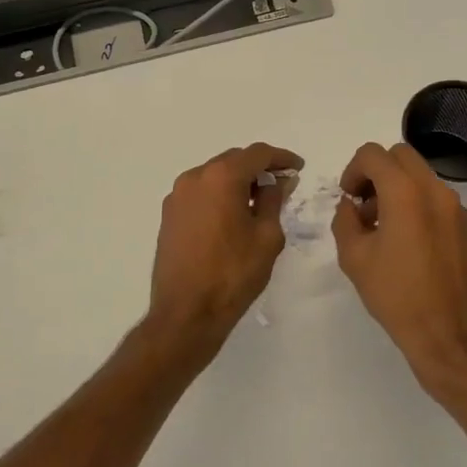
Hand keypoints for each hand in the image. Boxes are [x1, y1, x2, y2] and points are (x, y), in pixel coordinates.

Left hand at [145, 143, 301, 368]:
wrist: (186, 313)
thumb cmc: (233, 273)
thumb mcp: (267, 236)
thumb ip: (274, 200)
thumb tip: (278, 181)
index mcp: (221, 177)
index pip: (257, 154)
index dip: (281, 158)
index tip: (298, 168)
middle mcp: (194, 178)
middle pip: (233, 160)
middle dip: (259, 168)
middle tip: (281, 185)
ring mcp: (177, 196)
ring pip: (214, 176)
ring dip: (237, 181)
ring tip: (259, 202)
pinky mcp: (169, 215)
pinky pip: (200, 193)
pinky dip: (219, 195)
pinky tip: (233, 215)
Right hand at [331, 142, 466, 397]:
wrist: (446, 333)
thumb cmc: (395, 295)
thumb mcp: (354, 257)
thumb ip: (345, 220)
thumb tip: (351, 206)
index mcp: (405, 192)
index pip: (373, 154)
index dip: (353, 170)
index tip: (349, 198)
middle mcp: (434, 189)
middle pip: (399, 155)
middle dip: (376, 171)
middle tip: (363, 204)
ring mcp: (454, 205)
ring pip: (418, 173)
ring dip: (395, 185)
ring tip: (381, 225)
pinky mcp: (463, 224)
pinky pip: (433, 195)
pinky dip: (414, 200)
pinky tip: (404, 239)